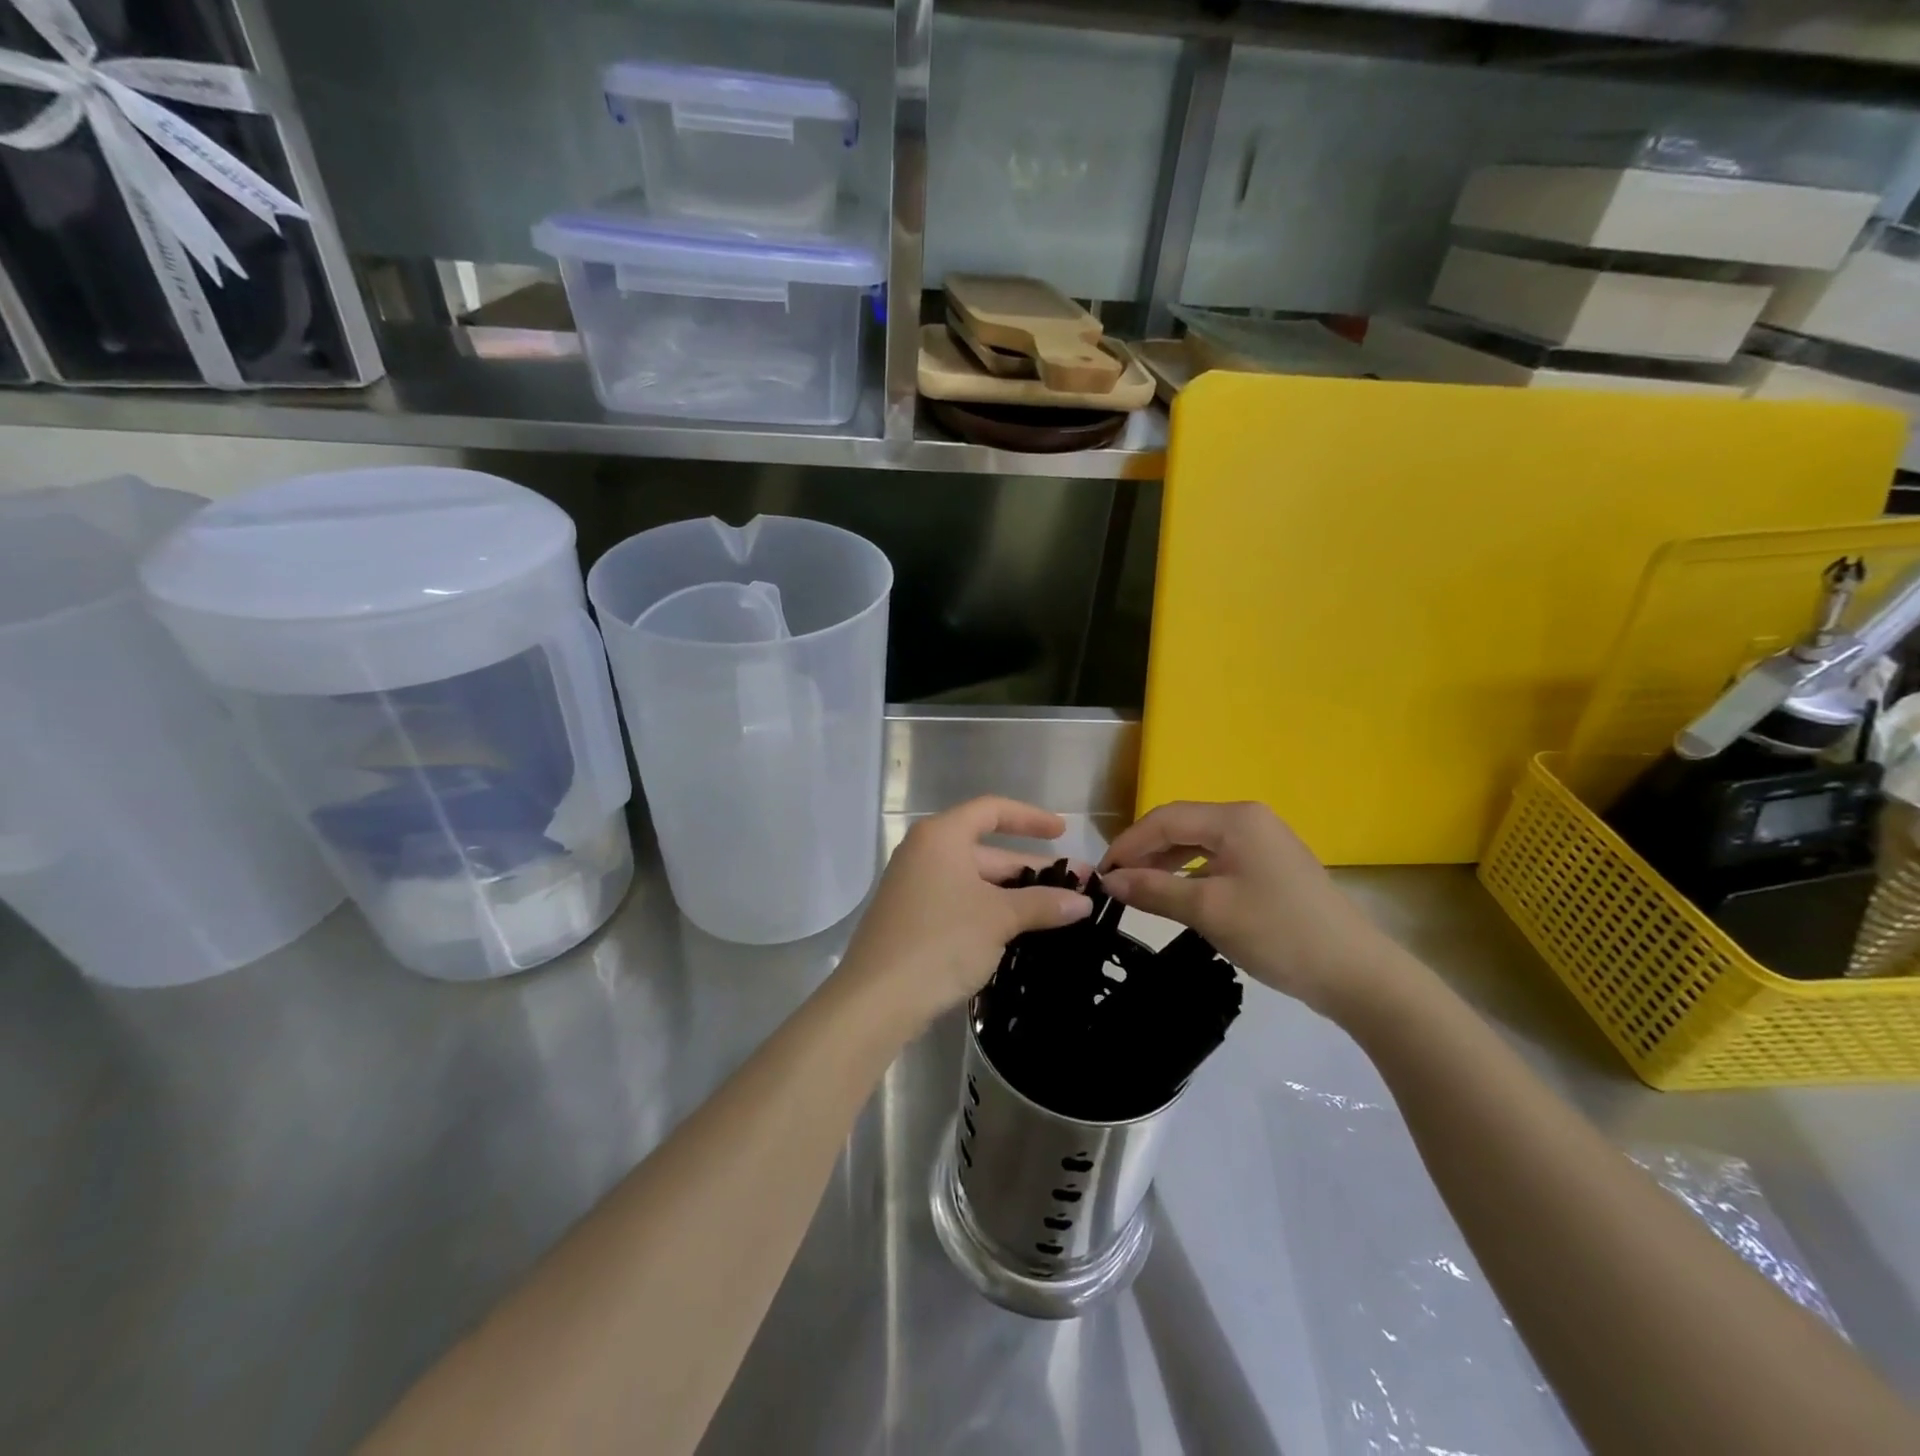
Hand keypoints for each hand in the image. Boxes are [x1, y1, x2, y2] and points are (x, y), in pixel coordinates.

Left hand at [834, 796, 1092, 1039]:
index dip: (1030, 818)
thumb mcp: (998, 918)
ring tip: (1058, 912)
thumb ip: (1042, 904)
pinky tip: (1021, 932)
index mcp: (941, 836)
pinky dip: (991, 911)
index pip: (992, 810)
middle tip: (1077, 887)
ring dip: (1015, 895)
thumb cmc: (941, 941)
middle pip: (987, 850)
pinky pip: (961, 903)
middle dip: (1032, 868)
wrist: (877, 999)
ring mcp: (915, 887)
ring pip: (976, 881)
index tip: (1062, 833)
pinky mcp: (912, 919)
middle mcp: (924, 853)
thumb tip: (1083, 902)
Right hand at [1099, 801, 1413, 1021]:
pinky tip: (1177, 895)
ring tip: (1139, 889)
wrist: (1356, 974)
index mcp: (1235, 819)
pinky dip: (1191, 874)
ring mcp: (1264, 842)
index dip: (1128, 843)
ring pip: (1199, 843)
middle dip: (1145, 852)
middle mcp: (1249, 820)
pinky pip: (1219, 860)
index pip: (1166, 819)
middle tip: (1116, 883)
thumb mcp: (1208, 911)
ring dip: (1166, 863)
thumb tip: (1109, 882)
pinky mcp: (1272, 867)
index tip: (1101, 874)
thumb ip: (1154, 891)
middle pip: (1182, 826)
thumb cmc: (1277, 933)